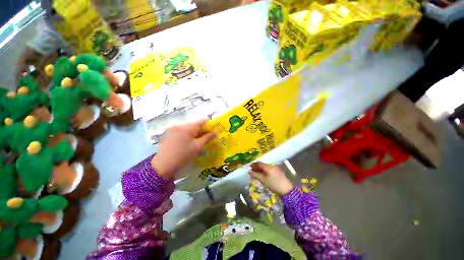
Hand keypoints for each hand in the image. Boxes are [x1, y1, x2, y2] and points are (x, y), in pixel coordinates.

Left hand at [151, 119, 216, 178]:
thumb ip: (207, 138)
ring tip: (195, 145)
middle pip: (193, 125)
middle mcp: (179, 125)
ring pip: (186, 129)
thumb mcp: (197, 148)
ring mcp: (172, 130)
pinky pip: (179, 133)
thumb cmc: (182, 156)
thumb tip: (215, 133)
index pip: (201, 121)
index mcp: (187, 127)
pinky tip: (185, 146)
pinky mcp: (167, 135)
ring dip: (192, 134)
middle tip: (205, 141)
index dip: (209, 125)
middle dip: (200, 131)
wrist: (164, 165)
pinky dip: (184, 137)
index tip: (213, 133)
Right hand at [249, 162, 293, 194]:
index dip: (253, 165)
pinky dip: (265, 172)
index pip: (259, 163)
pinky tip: (263, 176)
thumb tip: (249, 172)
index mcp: (269, 167)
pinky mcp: (278, 173)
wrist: (286, 189)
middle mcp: (272, 166)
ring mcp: (276, 169)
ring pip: (266, 168)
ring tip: (256, 175)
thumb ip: (256, 175)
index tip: (248, 168)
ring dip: (261, 170)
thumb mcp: (263, 180)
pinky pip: (269, 170)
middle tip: (251, 172)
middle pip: (263, 165)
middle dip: (257, 168)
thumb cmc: (274, 184)